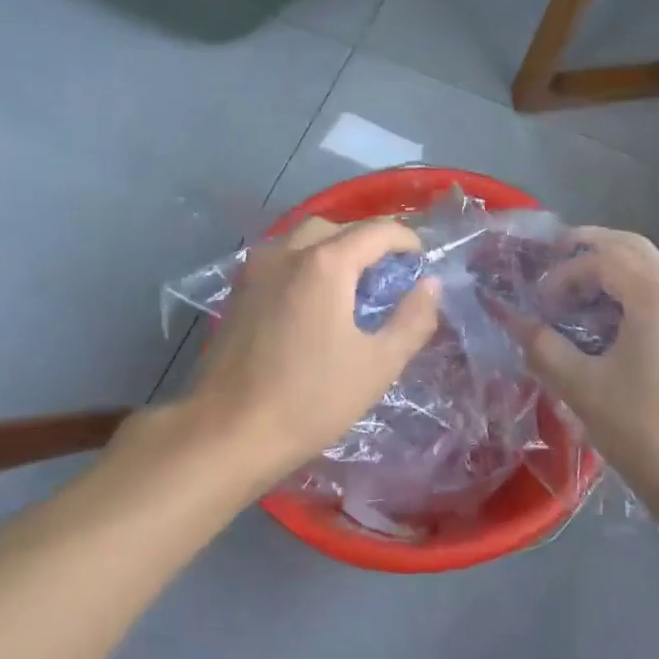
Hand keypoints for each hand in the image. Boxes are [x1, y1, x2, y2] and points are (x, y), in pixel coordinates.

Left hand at [184, 217, 441, 482]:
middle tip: (388, 271)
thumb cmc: (311, 400)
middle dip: (367, 240)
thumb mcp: (378, 364)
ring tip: (352, 283)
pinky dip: (305, 263)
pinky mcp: (238, 291)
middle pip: (335, 227)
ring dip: (332, 247)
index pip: (376, 231)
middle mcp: (287, 253)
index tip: (421, 260)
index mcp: (326, 264)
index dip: (406, 240)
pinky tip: (313, 299)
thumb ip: (412, 319)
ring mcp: (256, 270)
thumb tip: (429, 285)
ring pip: (301, 238)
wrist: (229, 431)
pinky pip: (280, 259)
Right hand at [511, 227, 658, 546]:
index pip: (601, 258)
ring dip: (608, 272)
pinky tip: (604, 327)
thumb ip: (543, 346)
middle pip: (631, 248)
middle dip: (587, 250)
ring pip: (649, 270)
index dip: (561, 274)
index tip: (538, 306)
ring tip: (571, 297)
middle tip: (549, 262)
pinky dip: (628, 295)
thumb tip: (511, 319)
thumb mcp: (583, 388)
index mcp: (658, 296)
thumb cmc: (648, 432)